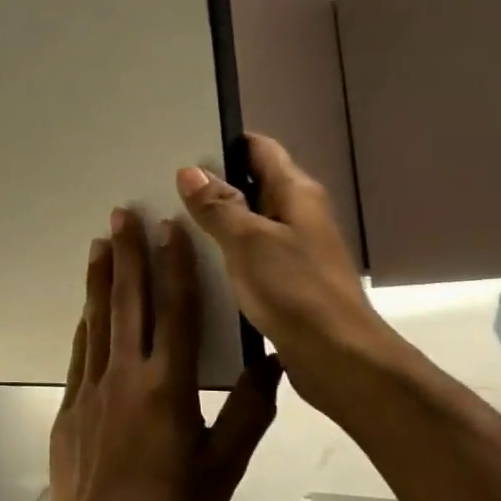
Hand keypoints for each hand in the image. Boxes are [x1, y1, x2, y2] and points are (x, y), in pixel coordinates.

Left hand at [48, 208, 280, 500]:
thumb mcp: (224, 467)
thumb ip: (250, 413)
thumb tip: (273, 365)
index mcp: (168, 386)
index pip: (175, 312)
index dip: (175, 266)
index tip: (170, 228)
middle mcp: (126, 375)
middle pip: (129, 302)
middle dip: (127, 254)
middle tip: (122, 214)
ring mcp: (92, 388)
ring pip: (98, 320)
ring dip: (100, 278)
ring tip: (99, 243)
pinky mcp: (70, 404)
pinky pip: (79, 352)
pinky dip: (85, 323)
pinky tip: (85, 307)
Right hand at [176, 134, 379, 415]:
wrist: (338, 357)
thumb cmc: (295, 290)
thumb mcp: (249, 241)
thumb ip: (218, 206)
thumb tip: (190, 171)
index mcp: (296, 193)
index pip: (260, 149)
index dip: (224, 143)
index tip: (181, 149)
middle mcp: (298, 214)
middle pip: (252, 184)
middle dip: (211, 184)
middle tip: (162, 186)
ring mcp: (294, 249)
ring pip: (249, 223)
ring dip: (216, 222)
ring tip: (168, 222)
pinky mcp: (287, 281)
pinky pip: (250, 255)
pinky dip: (225, 253)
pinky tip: (194, 264)